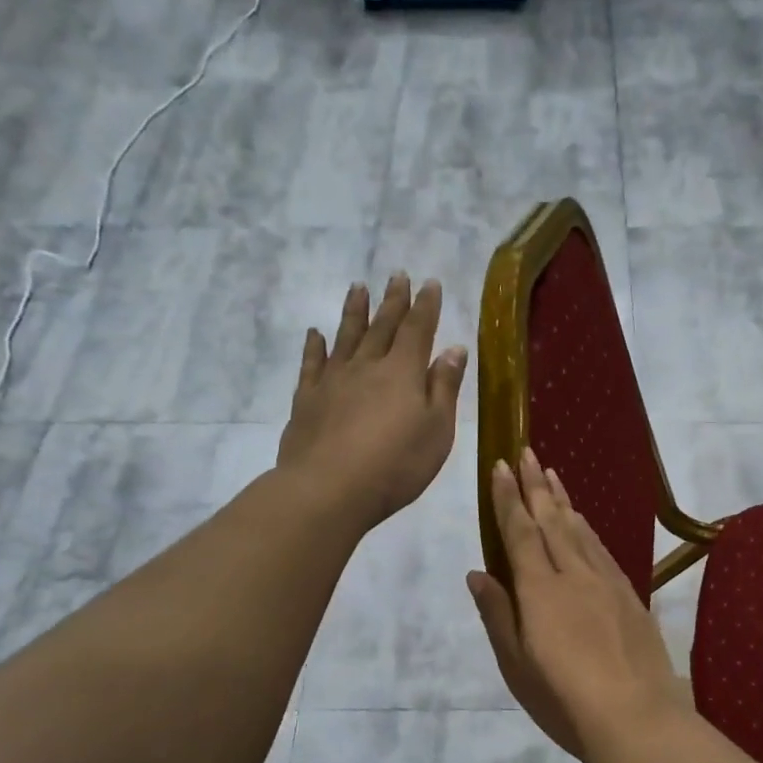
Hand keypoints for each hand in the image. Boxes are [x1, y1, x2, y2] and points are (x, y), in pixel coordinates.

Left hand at [277, 274, 465, 530]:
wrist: (329, 488)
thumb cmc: (396, 465)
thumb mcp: (437, 430)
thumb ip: (444, 388)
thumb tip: (454, 348)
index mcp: (404, 372)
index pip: (418, 330)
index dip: (426, 306)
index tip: (429, 282)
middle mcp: (368, 366)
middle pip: (383, 326)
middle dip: (393, 301)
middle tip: (397, 275)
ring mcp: (333, 380)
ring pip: (346, 336)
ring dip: (354, 311)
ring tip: (358, 287)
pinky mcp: (307, 399)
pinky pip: (312, 363)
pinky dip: (314, 346)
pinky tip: (315, 334)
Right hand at [468, 449, 688, 762]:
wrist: (637, 718)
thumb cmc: (564, 699)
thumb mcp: (517, 665)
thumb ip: (498, 615)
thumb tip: (478, 573)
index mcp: (540, 590)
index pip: (519, 532)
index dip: (508, 498)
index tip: (500, 466)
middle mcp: (574, 574)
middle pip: (552, 520)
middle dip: (536, 485)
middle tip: (527, 452)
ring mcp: (607, 583)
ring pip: (580, 530)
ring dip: (563, 500)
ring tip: (553, 475)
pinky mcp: (630, 596)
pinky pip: (602, 549)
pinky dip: (588, 529)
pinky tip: (584, 523)